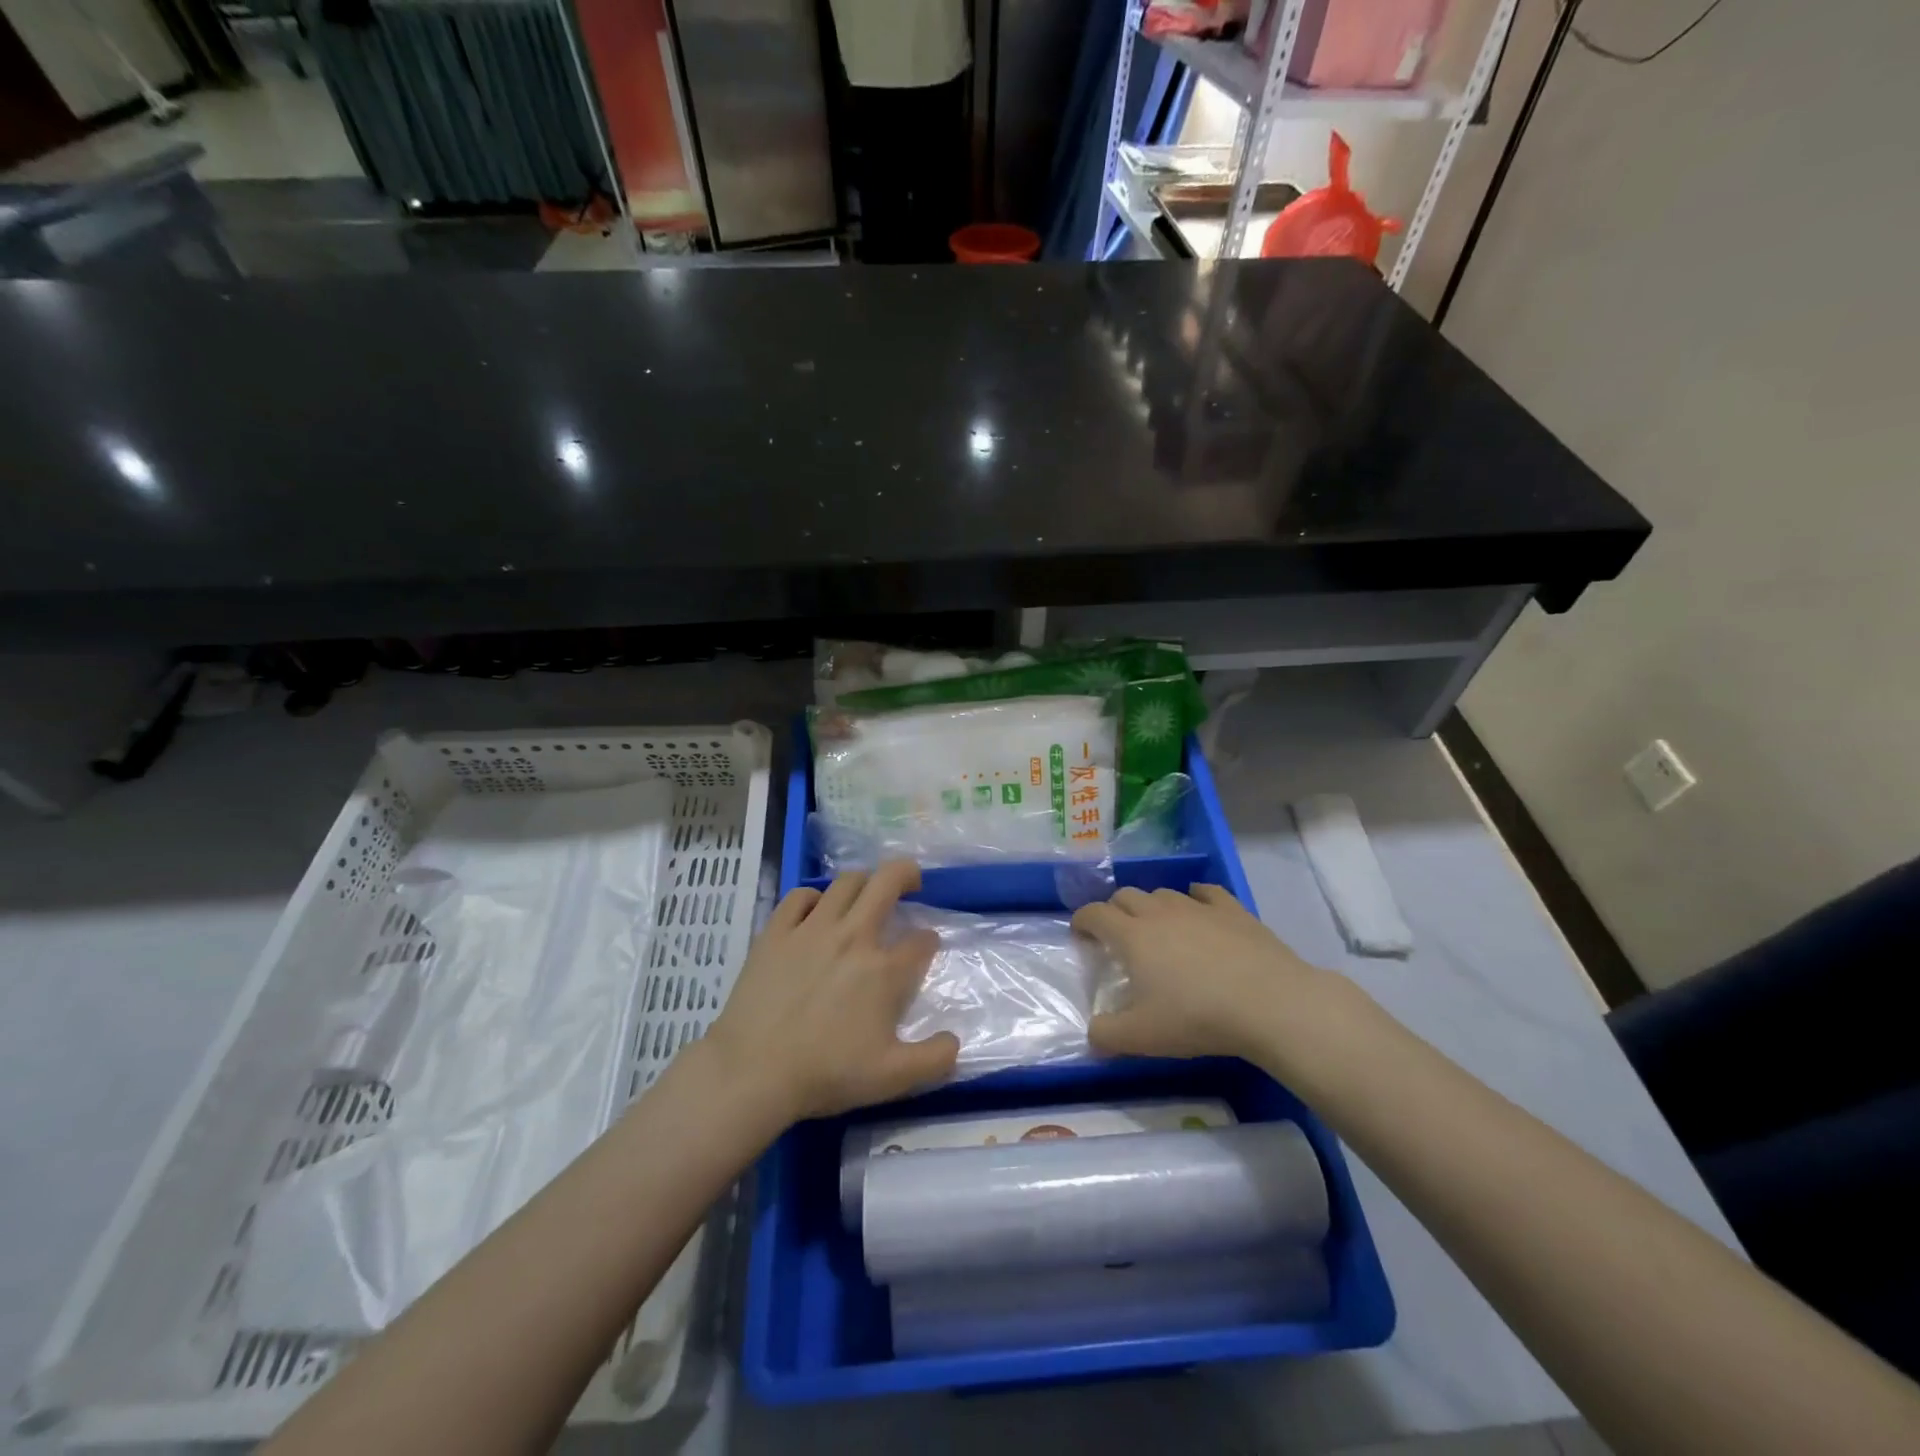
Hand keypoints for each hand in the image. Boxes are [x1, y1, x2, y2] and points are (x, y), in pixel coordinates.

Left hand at [707, 861, 958, 1122]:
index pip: (921, 941)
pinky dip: (814, 897)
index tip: (926, 946)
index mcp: (884, 971)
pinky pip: (799, 895)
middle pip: (887, 882)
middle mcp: (853, 937)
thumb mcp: (892, 1078)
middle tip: (911, 882)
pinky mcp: (776, 932)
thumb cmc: (826, 1074)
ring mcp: (812, 929)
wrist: (753, 1072)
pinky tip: (816, 910)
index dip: (929, 940)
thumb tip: (956, 1041)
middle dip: (906, 874)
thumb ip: (934, 1060)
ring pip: (846, 882)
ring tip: (865, 895)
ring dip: (863, 882)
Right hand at [1073, 885, 1333, 1064]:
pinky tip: (1199, 907)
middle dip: (1114, 910)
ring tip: (1157, 927)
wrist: (1269, 1003)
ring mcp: (1198, 907)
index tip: (1080, 934)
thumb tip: (1091, 1033)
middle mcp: (1160, 912)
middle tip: (1117, 934)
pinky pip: (1206, 893)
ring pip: (1164, 893)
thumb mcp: (1142, 1037)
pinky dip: (1195, 897)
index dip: (1082, 920)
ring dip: (1152, 905)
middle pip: (1126, 896)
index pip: (1095, 914)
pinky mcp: (1232, 910)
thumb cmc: (1197, 1017)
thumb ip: (1107, 1035)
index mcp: (1132, 936)